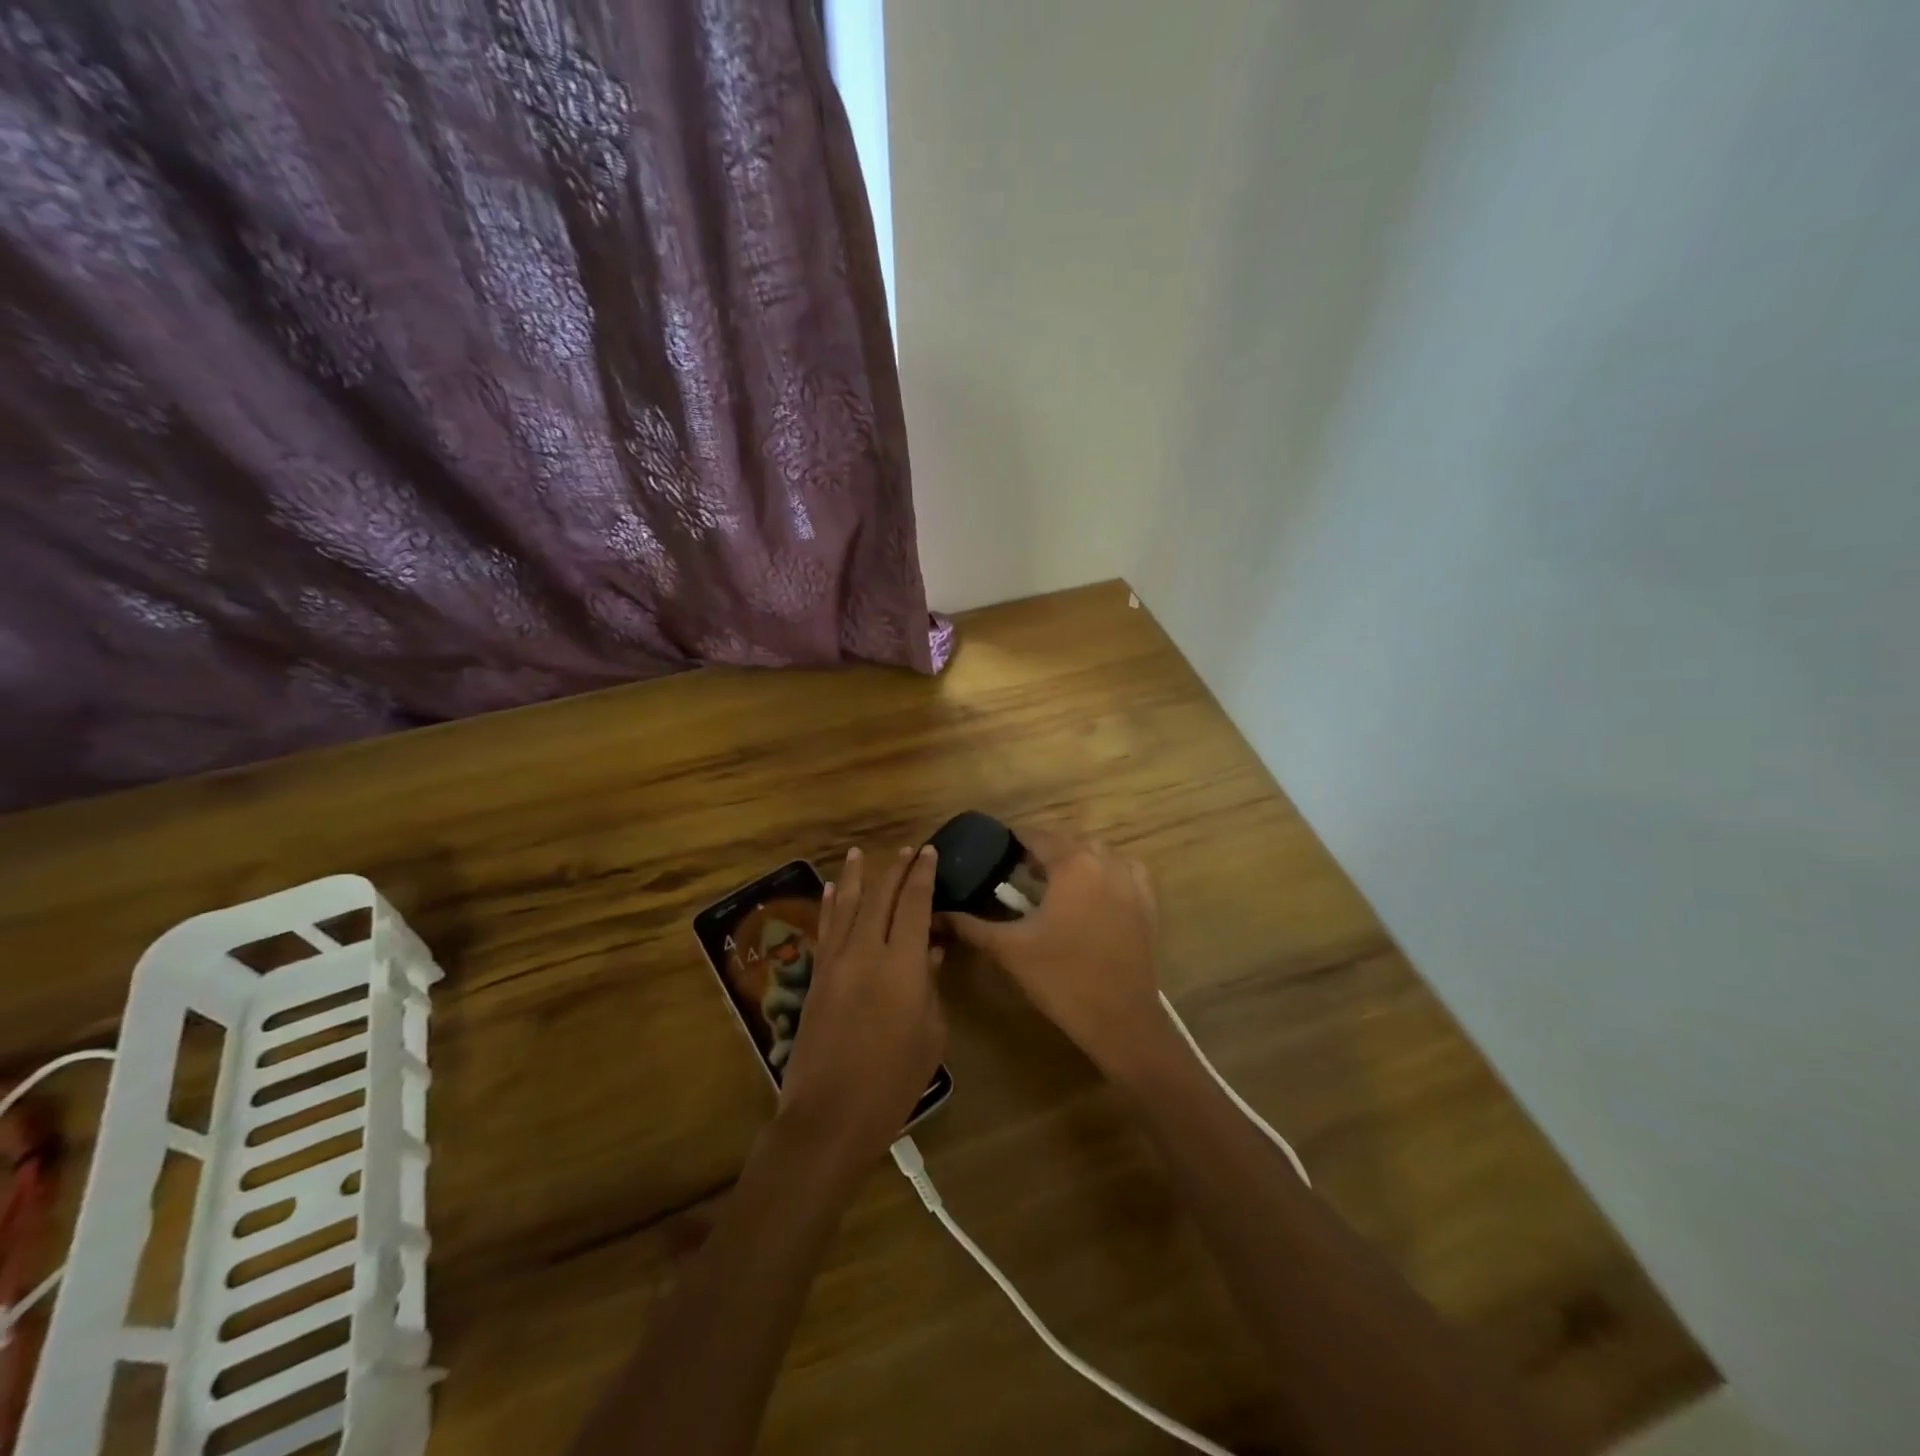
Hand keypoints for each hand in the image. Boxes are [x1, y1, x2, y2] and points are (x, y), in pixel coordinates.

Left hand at [777, 846, 945, 1175]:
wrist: (830, 1116)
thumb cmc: (893, 1082)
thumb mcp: (930, 1035)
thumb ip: (931, 987)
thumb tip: (929, 953)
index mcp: (902, 966)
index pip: (914, 905)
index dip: (922, 876)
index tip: (928, 852)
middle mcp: (866, 953)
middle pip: (880, 898)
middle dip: (894, 869)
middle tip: (907, 850)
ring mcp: (835, 963)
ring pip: (846, 906)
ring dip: (856, 877)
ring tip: (859, 852)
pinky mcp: (816, 978)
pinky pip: (826, 930)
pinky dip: (831, 905)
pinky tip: (832, 889)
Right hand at [944, 827, 1173, 1083]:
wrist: (1120, 1020)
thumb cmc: (1060, 978)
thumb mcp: (1009, 949)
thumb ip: (970, 925)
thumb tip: (937, 914)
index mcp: (1071, 864)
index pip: (1036, 836)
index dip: (1013, 840)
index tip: (994, 852)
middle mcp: (1105, 861)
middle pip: (1067, 841)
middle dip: (1042, 851)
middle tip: (1018, 873)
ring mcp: (1131, 881)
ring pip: (1097, 853)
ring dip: (1074, 859)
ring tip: (1053, 884)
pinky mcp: (1147, 902)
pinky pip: (1123, 871)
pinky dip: (1105, 872)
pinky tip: (1091, 893)